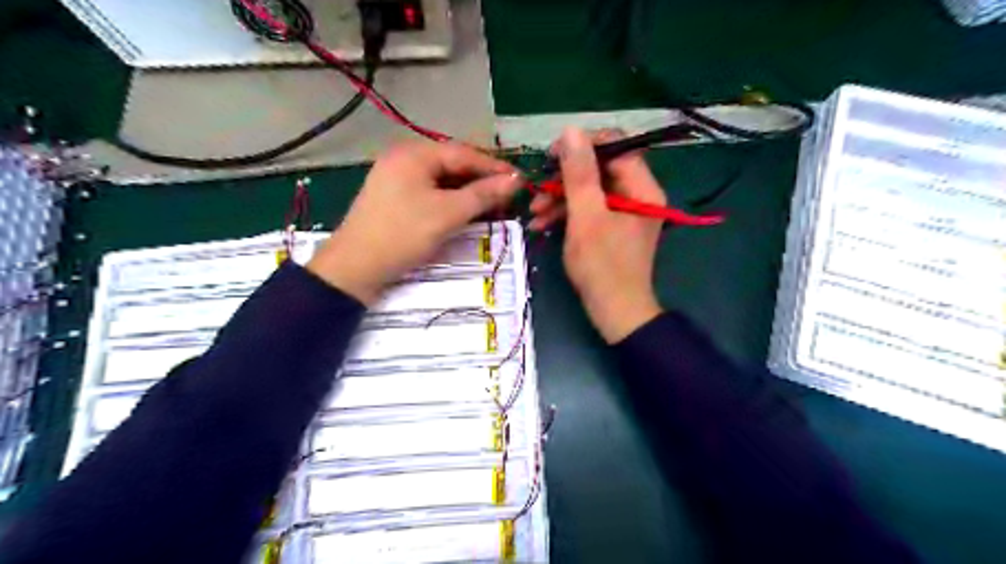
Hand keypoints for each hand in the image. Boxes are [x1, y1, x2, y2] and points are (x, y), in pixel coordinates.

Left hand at [308, 140, 522, 304]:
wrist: (356, 268)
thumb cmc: (403, 234)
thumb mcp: (448, 213)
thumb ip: (483, 195)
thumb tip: (516, 181)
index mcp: (414, 153)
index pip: (464, 153)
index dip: (494, 167)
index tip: (520, 180)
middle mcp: (404, 158)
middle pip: (452, 164)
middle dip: (481, 179)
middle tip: (507, 195)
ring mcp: (396, 178)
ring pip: (442, 180)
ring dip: (467, 191)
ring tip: (491, 204)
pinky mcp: (394, 197)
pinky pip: (430, 192)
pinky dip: (450, 200)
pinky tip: (464, 211)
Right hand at [534, 129, 664, 344]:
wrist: (615, 313)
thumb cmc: (602, 266)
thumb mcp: (586, 217)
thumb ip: (579, 174)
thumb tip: (571, 131)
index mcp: (642, 188)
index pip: (615, 147)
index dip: (583, 146)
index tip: (552, 156)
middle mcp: (638, 195)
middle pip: (600, 170)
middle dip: (564, 179)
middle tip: (537, 188)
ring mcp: (626, 213)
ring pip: (591, 192)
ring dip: (560, 199)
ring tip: (534, 212)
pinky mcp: (613, 229)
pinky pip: (590, 211)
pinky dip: (567, 215)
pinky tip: (542, 224)